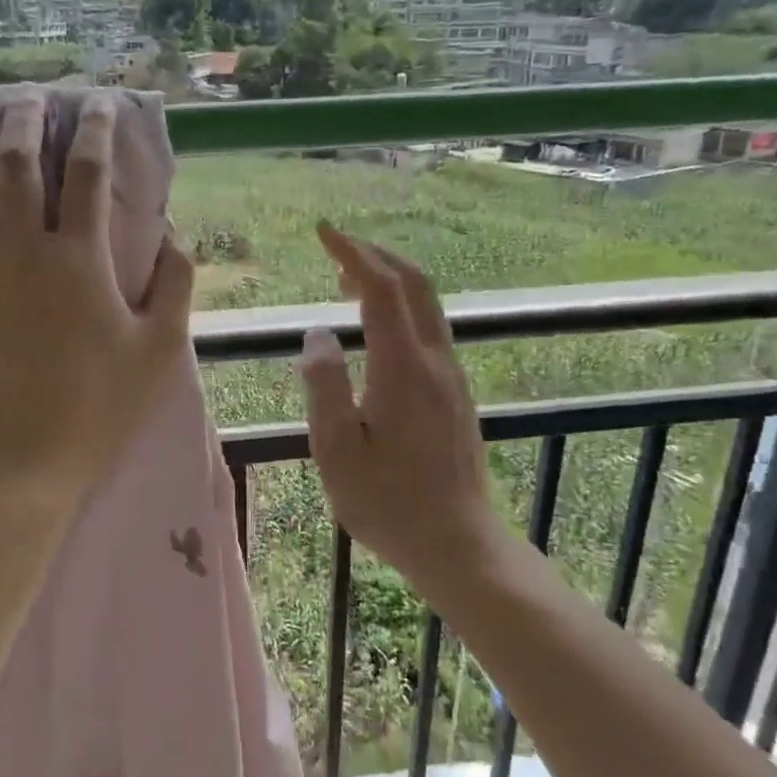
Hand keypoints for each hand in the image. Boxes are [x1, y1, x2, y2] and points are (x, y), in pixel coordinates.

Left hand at [0, 92, 194, 498]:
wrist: (30, 458)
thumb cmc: (103, 405)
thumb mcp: (161, 348)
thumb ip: (175, 284)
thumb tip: (176, 234)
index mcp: (79, 259)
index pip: (86, 172)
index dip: (93, 128)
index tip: (98, 102)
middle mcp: (22, 250)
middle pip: (14, 162)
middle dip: (22, 117)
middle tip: (29, 94)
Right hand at [298, 223, 506, 588]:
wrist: (458, 544)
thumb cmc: (389, 504)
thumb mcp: (338, 451)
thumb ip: (326, 387)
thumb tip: (318, 335)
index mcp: (403, 369)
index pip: (380, 289)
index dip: (352, 253)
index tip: (324, 232)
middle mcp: (435, 361)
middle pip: (414, 285)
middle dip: (376, 255)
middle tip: (337, 247)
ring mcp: (452, 377)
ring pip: (427, 306)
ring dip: (391, 280)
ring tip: (350, 280)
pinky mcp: (456, 394)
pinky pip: (430, 330)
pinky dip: (402, 308)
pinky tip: (378, 328)